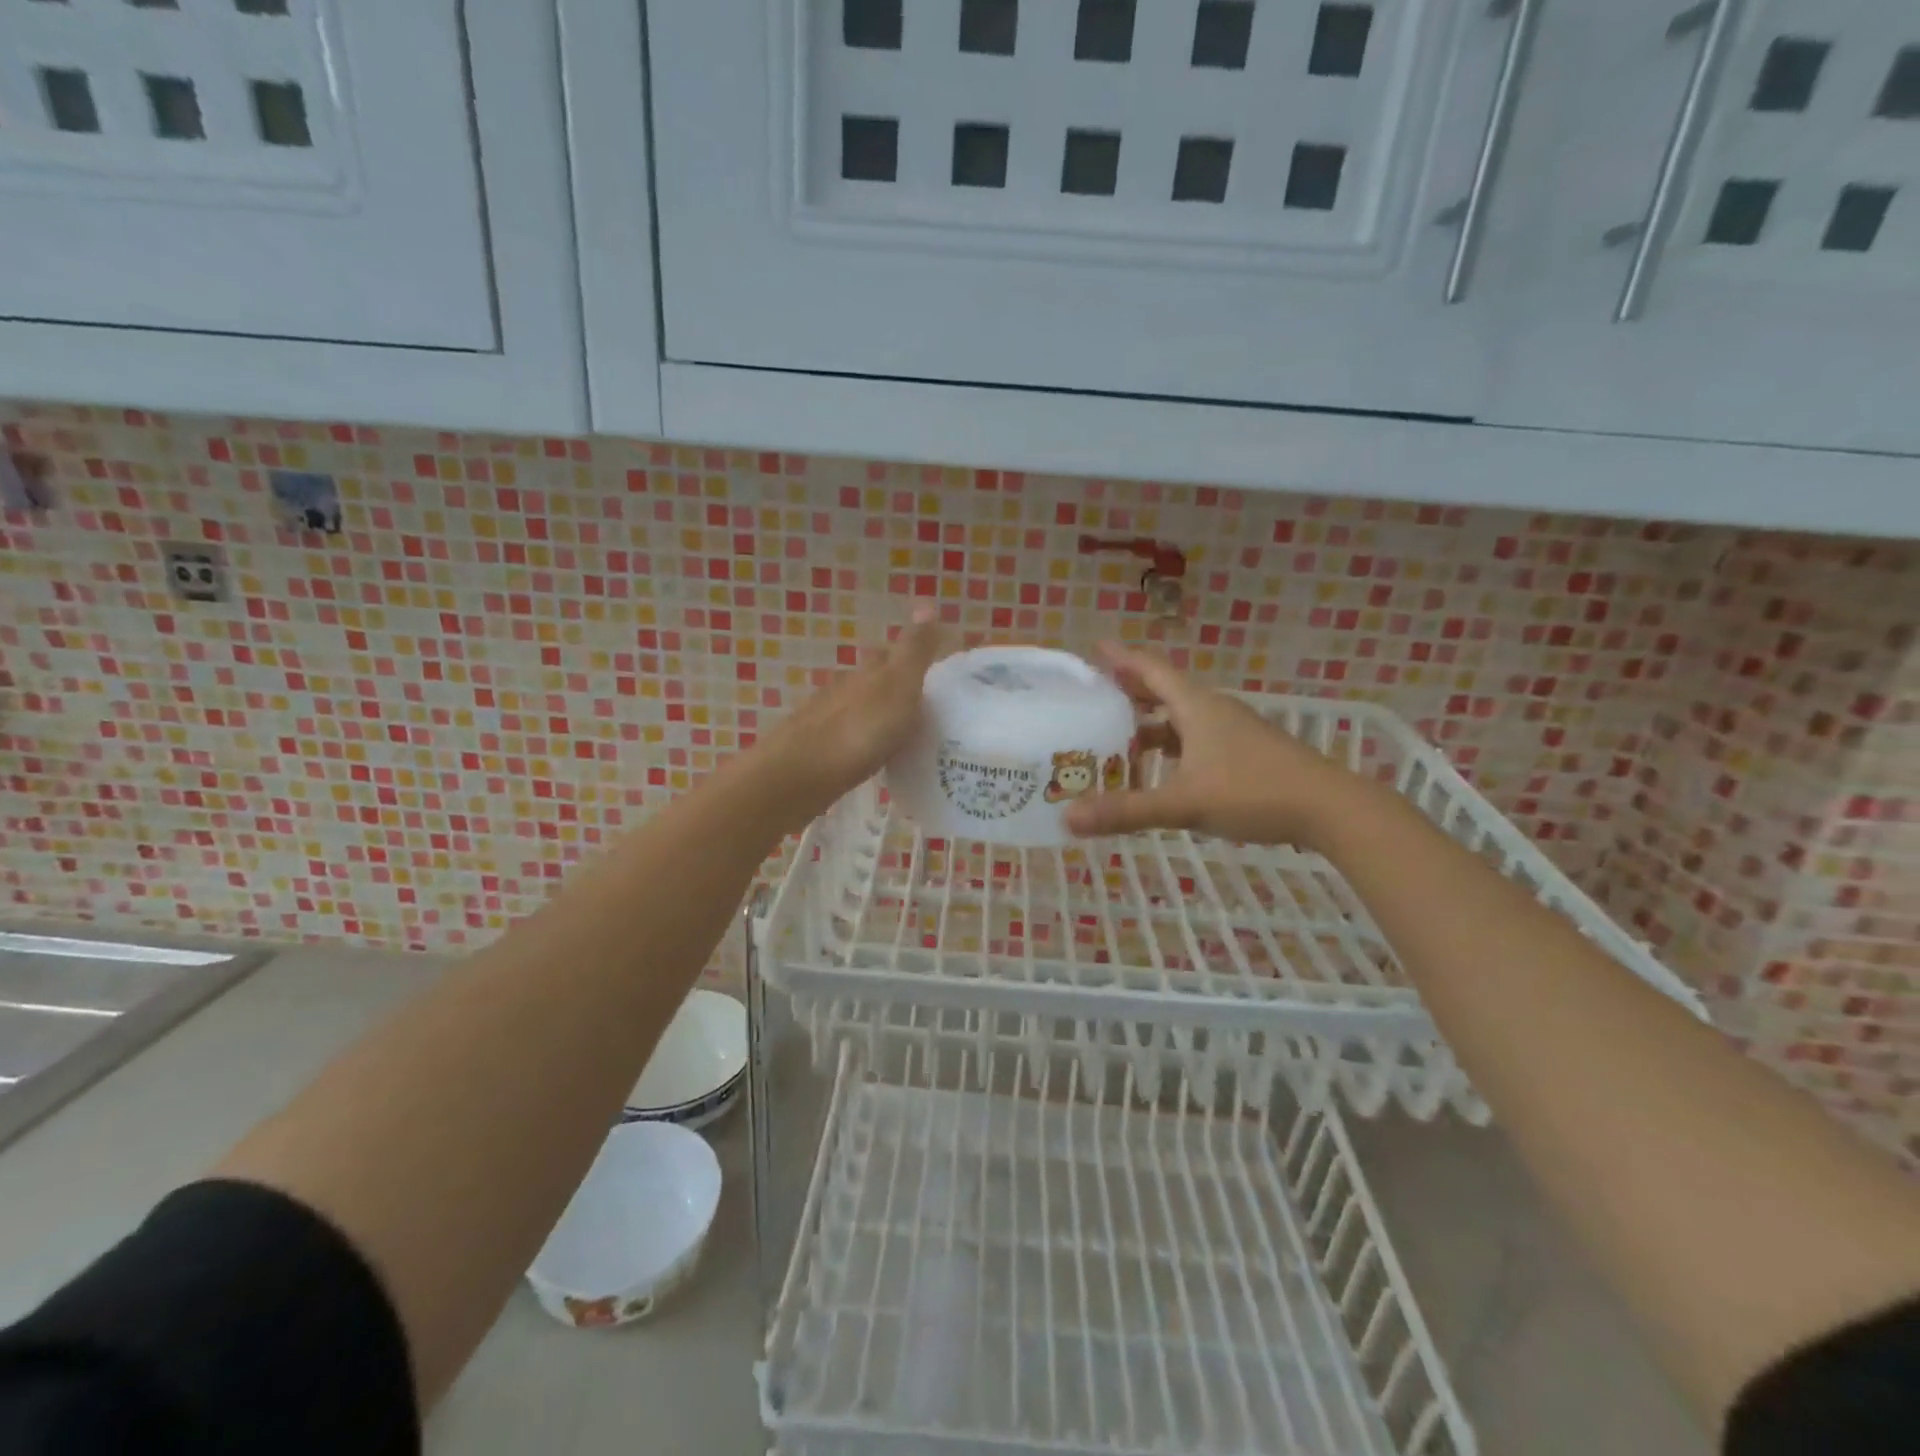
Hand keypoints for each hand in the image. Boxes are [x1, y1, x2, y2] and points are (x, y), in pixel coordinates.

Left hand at [746, 608, 943, 831]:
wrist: (801, 774)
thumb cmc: (859, 728)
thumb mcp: (899, 684)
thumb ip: (914, 650)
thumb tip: (926, 601)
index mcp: (868, 672)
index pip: (891, 653)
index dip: (911, 657)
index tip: (935, 670)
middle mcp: (846, 689)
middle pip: (873, 680)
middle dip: (896, 686)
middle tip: (926, 704)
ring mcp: (829, 719)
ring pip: (861, 709)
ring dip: (880, 715)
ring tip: (907, 732)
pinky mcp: (820, 751)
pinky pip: (851, 738)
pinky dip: (866, 740)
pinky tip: (877, 755)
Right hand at [1063, 643, 1365, 848]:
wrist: (1331, 808)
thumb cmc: (1254, 792)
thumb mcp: (1184, 803)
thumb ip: (1127, 811)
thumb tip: (1067, 819)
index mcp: (1196, 707)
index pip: (1151, 669)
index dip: (1121, 658)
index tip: (1094, 647)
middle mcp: (1212, 711)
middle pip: (1163, 691)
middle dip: (1129, 692)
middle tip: (1094, 698)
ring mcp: (1232, 732)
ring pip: (1180, 719)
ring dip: (1149, 725)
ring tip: (1117, 739)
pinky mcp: (1244, 753)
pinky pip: (1195, 740)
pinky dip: (1171, 748)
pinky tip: (1161, 771)